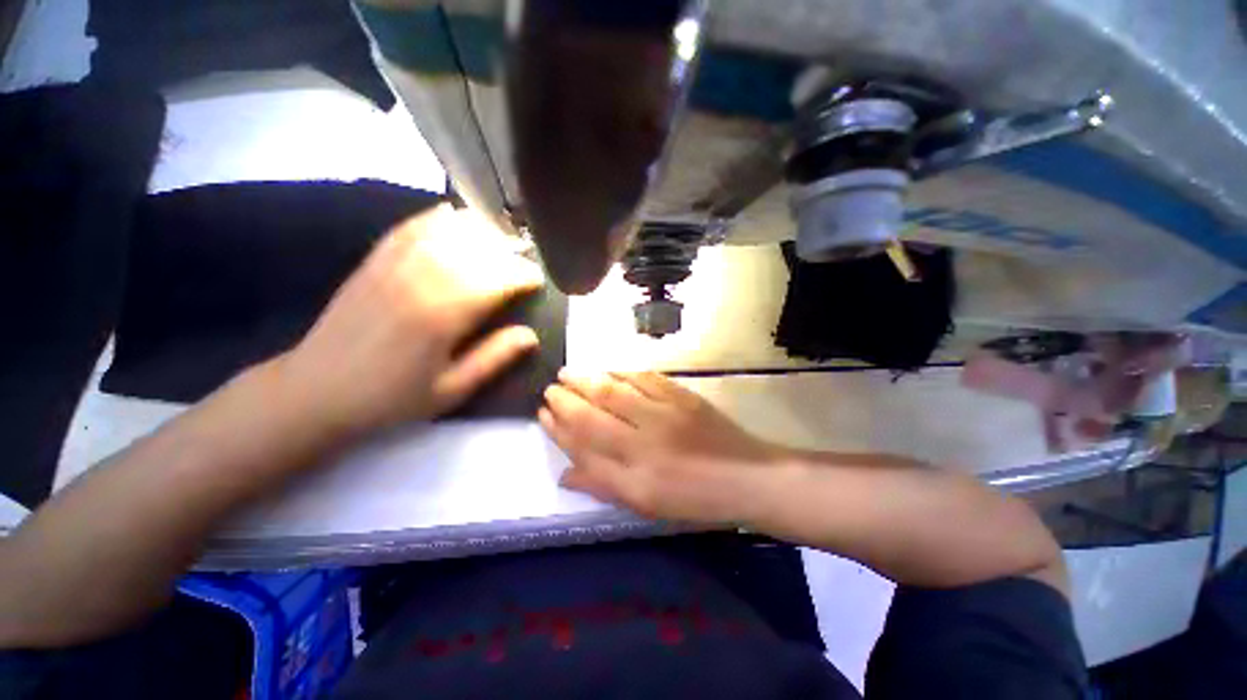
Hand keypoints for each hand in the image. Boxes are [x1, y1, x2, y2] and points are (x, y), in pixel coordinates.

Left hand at [277, 205, 543, 437]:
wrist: (316, 390)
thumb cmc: (391, 397)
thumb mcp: (452, 389)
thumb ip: (494, 358)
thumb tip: (531, 335)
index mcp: (443, 314)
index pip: (497, 279)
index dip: (523, 275)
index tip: (539, 281)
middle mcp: (421, 278)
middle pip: (477, 250)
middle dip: (509, 253)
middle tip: (524, 264)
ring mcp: (394, 263)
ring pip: (448, 230)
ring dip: (480, 232)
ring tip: (500, 243)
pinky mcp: (376, 259)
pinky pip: (414, 226)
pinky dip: (440, 219)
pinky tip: (457, 220)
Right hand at [539, 370, 787, 523]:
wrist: (747, 476)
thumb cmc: (695, 499)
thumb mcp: (646, 505)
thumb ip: (604, 487)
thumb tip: (564, 474)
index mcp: (633, 475)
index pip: (584, 445)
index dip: (559, 428)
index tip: (542, 414)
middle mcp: (644, 441)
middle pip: (593, 414)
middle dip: (566, 399)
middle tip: (549, 387)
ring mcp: (664, 413)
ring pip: (614, 391)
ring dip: (587, 380)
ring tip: (567, 372)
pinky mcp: (682, 396)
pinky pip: (644, 378)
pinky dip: (621, 371)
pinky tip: (608, 368)